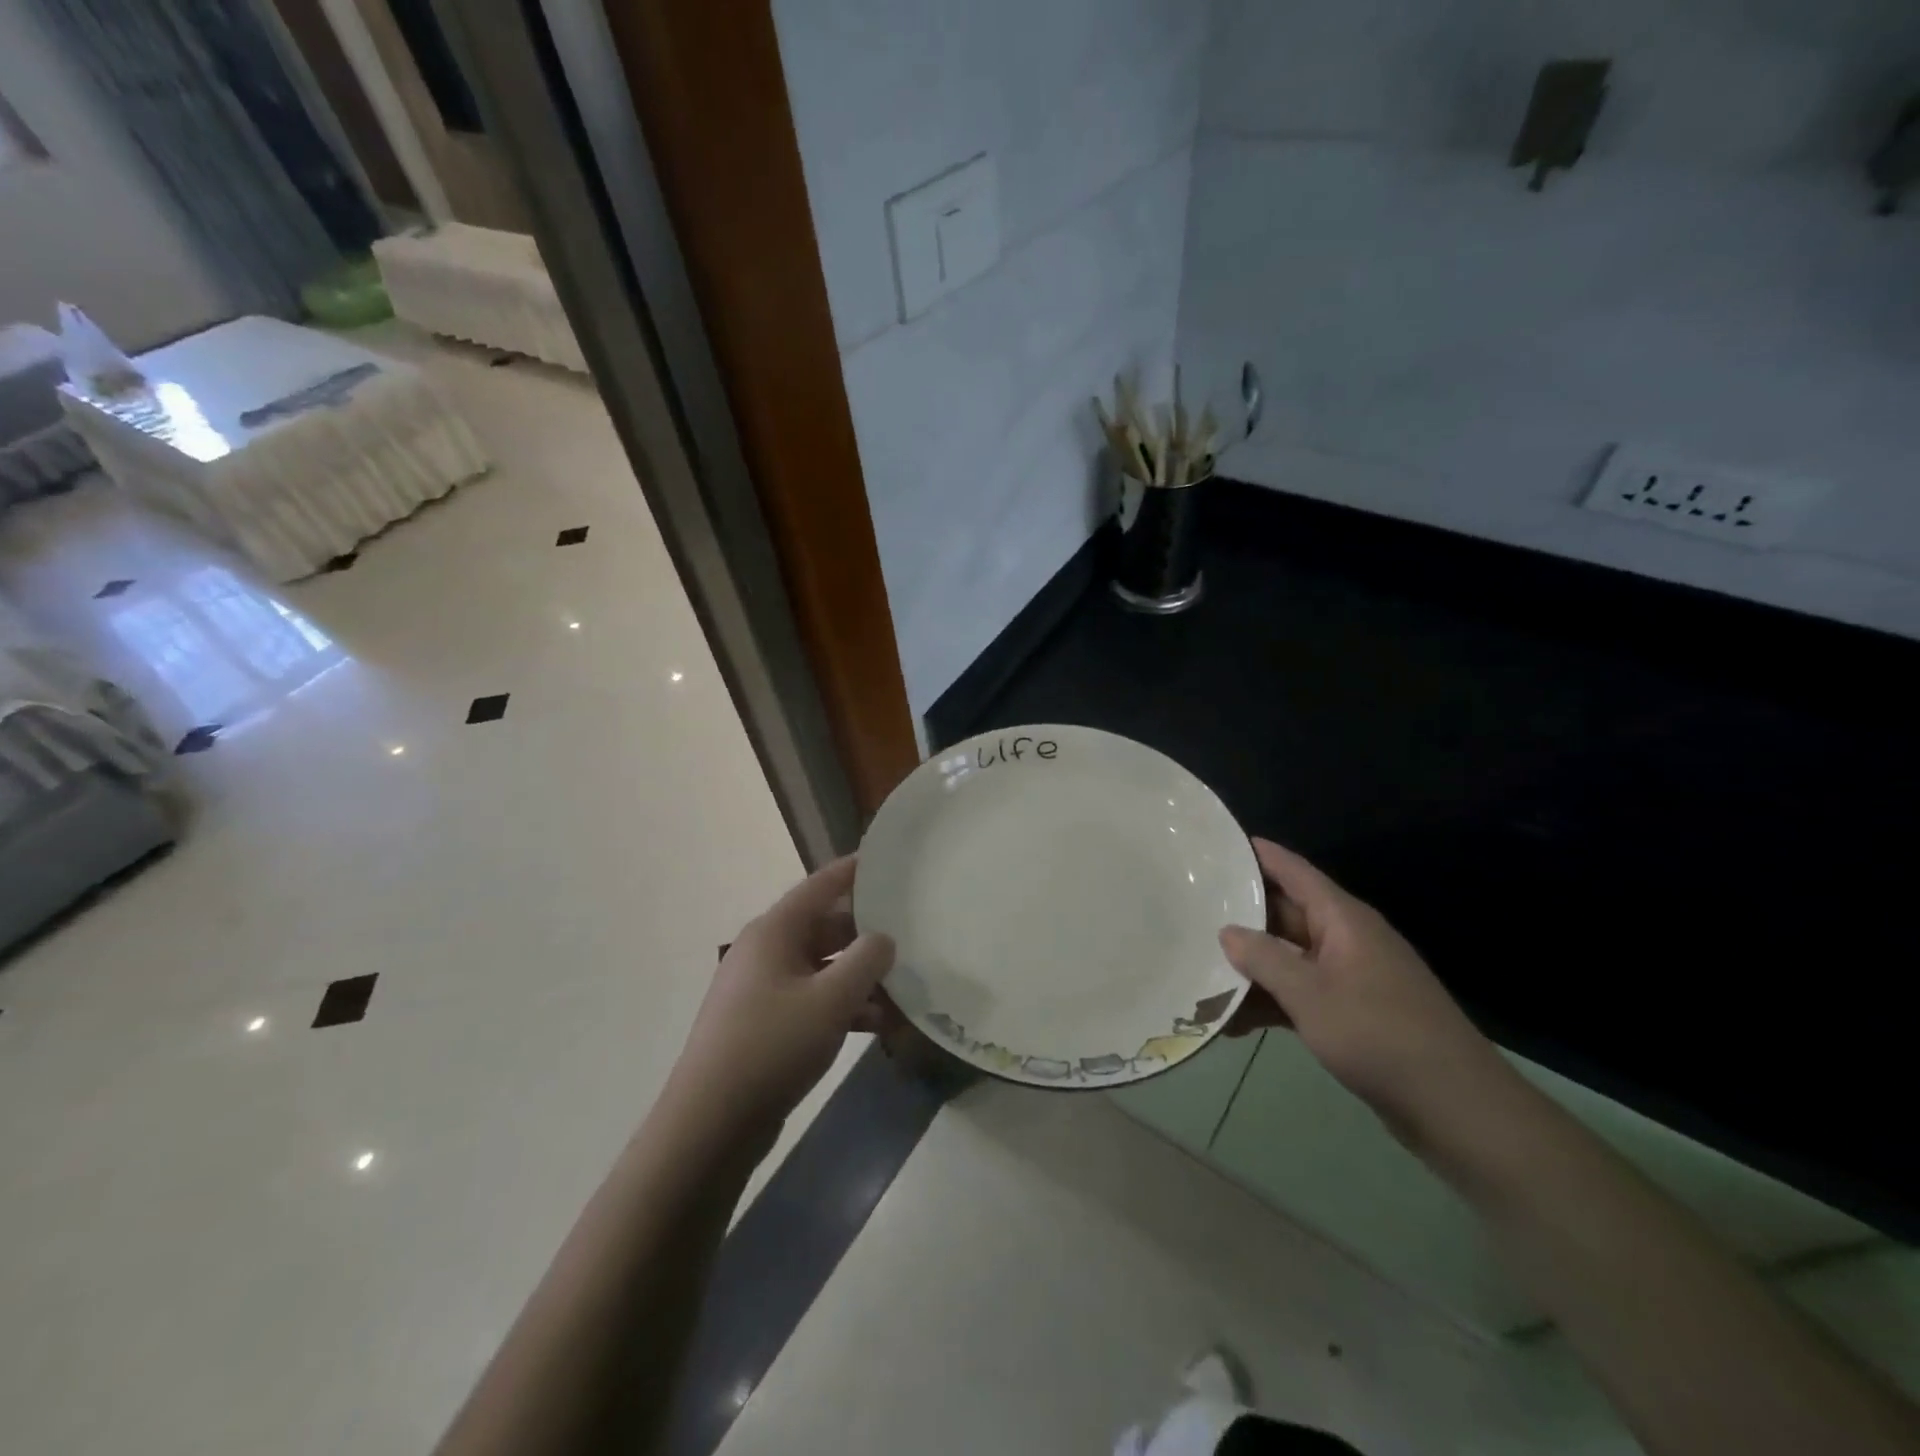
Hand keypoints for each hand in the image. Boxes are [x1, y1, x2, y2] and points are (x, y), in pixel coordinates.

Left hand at [663, 856, 894, 1141]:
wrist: (711, 1123)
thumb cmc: (772, 1045)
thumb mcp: (831, 1000)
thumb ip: (867, 960)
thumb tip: (883, 938)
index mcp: (774, 931)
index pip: (820, 885)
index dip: (854, 870)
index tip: (886, 860)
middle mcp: (766, 951)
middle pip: (825, 927)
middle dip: (867, 934)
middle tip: (911, 932)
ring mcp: (763, 989)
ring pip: (823, 968)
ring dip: (860, 978)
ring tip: (905, 988)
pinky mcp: (764, 1024)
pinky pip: (812, 1000)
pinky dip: (843, 1006)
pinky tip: (879, 1025)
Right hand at [1219, 838, 1511, 1143]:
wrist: (1455, 1107)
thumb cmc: (1380, 1035)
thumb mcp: (1311, 995)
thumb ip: (1264, 959)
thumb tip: (1227, 930)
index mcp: (1343, 920)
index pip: (1294, 871)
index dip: (1258, 855)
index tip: (1218, 844)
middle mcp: (1346, 940)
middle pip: (1285, 915)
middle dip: (1241, 915)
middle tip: (1191, 909)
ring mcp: (1349, 978)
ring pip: (1289, 959)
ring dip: (1251, 968)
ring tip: (1199, 970)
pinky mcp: (1351, 1014)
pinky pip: (1300, 994)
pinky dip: (1271, 1003)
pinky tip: (1232, 1024)